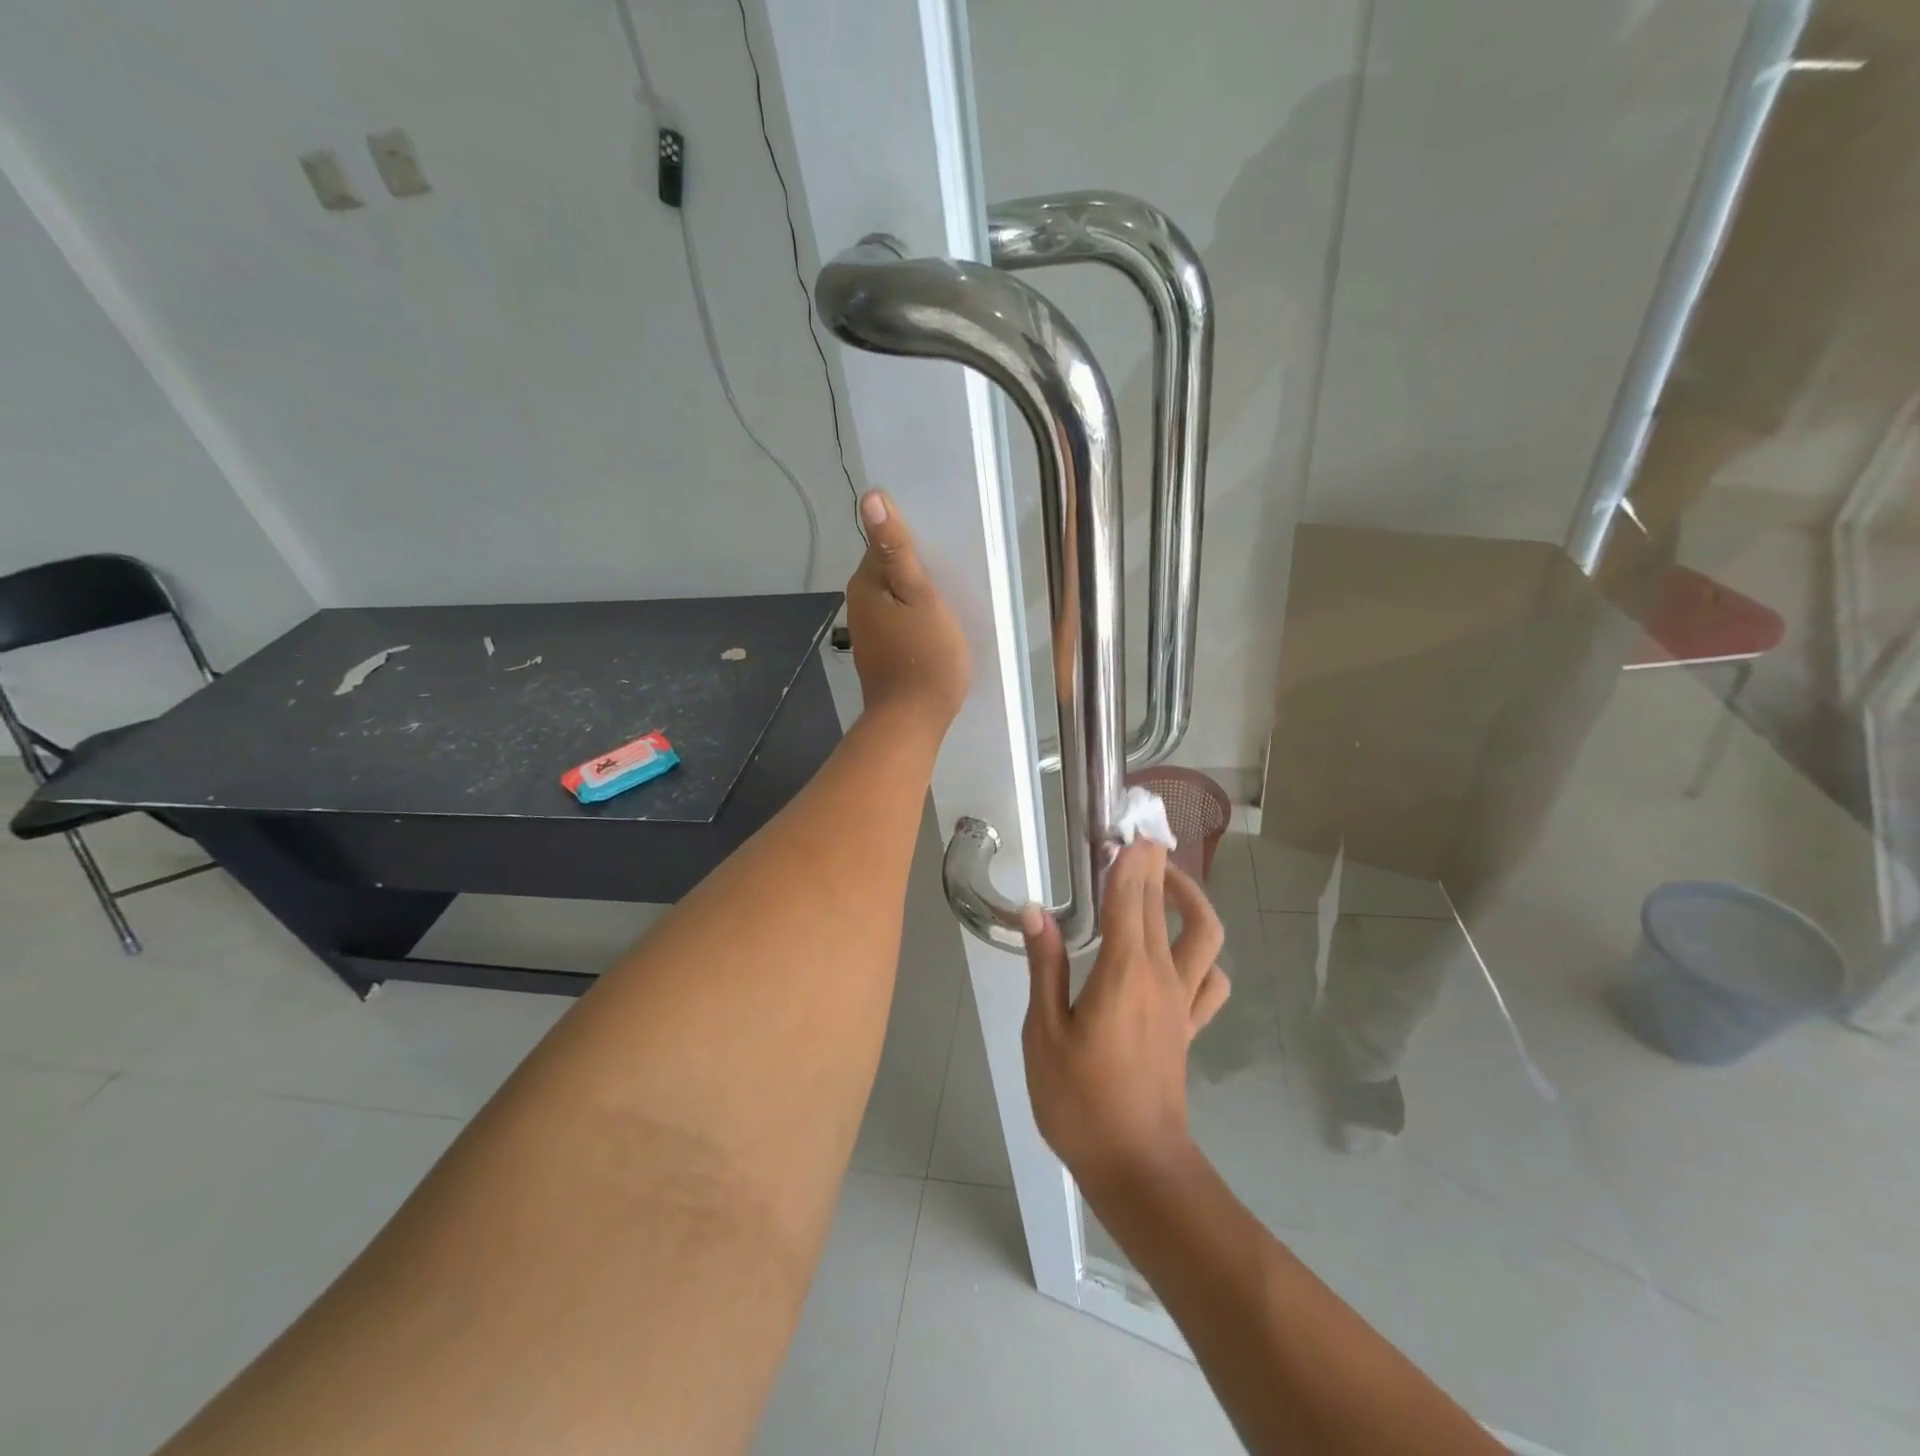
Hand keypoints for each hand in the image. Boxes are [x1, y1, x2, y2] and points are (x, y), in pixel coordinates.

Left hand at [847, 490, 970, 733]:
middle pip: (890, 571)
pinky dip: (914, 619)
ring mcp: (868, 631)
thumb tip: (870, 498)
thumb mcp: (920, 595)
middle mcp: (859, 603)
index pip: (886, 544)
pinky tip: (934, 627)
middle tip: (953, 576)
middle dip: (917, 570)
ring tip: (949, 600)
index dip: (915, 545)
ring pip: (894, 598)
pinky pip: (898, 622)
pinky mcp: (880, 653)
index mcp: (866, 583)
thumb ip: (897, 548)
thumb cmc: (925, 655)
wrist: (913, 719)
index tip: (944, 554)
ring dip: (917, 595)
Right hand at [1020, 845, 1229, 1196]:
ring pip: (1205, 935)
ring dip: (1190, 900)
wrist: (1137, 1167)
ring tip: (1165, 882)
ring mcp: (1183, 1002)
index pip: (1130, 899)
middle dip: (1156, 864)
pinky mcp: (1189, 1027)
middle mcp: (1161, 976)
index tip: (1128, 827)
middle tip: (1141, 837)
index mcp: (1124, 972)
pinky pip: (1212, 981)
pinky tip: (1184, 954)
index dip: (1130, 860)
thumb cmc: (1080, 1100)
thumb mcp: (1044, 1033)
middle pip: (1164, 905)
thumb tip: (1036, 912)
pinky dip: (1206, 956)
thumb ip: (1045, 967)